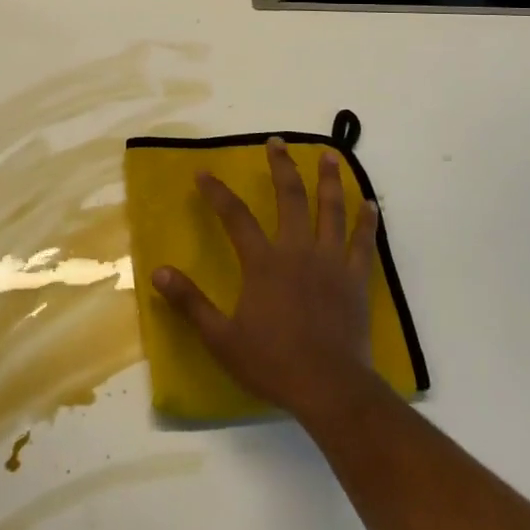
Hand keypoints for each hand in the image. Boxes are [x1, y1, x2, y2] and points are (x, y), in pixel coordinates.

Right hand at [153, 138, 383, 424]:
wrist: (329, 388)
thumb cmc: (272, 362)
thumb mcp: (221, 337)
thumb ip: (190, 302)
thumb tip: (158, 272)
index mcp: (263, 262)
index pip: (235, 216)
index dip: (217, 192)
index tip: (204, 173)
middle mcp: (297, 250)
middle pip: (289, 197)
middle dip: (282, 166)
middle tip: (277, 142)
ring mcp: (330, 261)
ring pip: (330, 209)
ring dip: (330, 180)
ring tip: (330, 155)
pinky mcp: (355, 278)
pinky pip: (363, 242)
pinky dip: (367, 221)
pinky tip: (371, 204)